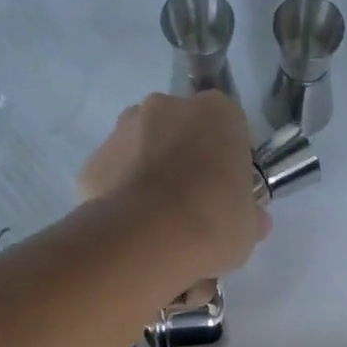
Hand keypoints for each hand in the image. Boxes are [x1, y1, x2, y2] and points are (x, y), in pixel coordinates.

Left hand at [79, 92, 271, 280]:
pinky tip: (134, 230)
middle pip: (181, 133)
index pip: (229, 130)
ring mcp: (123, 130)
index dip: (228, 162)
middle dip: (185, 162)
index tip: (228, 193)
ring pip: (143, 150)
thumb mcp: (248, 226)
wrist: (149, 240)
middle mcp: (167, 106)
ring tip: (160, 224)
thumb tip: (253, 220)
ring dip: (151, 176)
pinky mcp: (93, 162)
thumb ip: (249, 214)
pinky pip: (115, 177)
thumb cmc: (214, 221)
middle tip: (194, 208)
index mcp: (217, 113)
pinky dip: (122, 197)